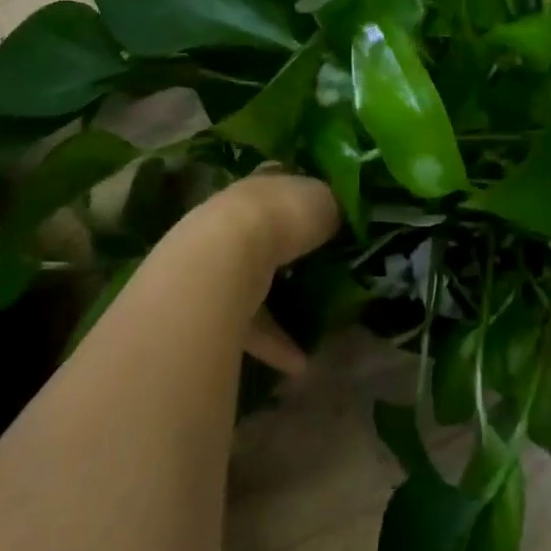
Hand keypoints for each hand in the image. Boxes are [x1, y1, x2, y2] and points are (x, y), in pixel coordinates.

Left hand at [175, 170, 339, 376]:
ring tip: (315, 327)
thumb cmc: (282, 215)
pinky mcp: (212, 303)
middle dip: (286, 251)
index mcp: (262, 187)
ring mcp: (220, 261)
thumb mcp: (323, 201)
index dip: (302, 201)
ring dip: (280, 306)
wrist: (228, 254)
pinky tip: (299, 364)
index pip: (282, 188)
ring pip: (254, 282)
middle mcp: (237, 218)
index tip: (324, 217)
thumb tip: (338, 216)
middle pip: (265, 234)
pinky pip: (249, 325)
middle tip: (319, 268)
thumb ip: (332, 208)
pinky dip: (274, 344)